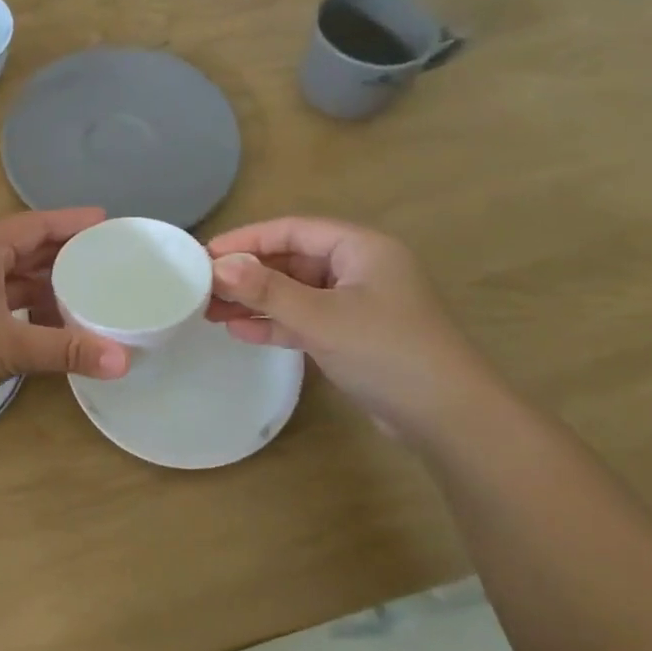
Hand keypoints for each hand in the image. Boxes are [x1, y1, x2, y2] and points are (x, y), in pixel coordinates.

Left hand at [0, 209, 129, 415]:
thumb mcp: (10, 347)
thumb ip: (66, 350)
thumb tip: (125, 362)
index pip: (37, 224)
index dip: (72, 222)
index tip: (107, 222)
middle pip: (24, 247)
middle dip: (62, 254)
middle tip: (105, 260)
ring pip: (9, 274)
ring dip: (43, 283)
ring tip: (83, 294)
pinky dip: (22, 304)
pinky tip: (43, 323)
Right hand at [204, 217, 508, 446]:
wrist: (449, 419)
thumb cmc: (387, 352)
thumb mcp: (321, 318)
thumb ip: (267, 290)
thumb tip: (218, 265)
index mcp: (360, 248)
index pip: (292, 230)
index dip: (247, 239)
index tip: (205, 255)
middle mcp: (359, 269)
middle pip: (291, 260)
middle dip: (247, 273)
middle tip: (202, 287)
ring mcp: (357, 304)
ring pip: (295, 292)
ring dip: (255, 300)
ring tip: (210, 312)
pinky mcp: (353, 336)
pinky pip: (305, 319)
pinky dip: (275, 323)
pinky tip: (240, 331)